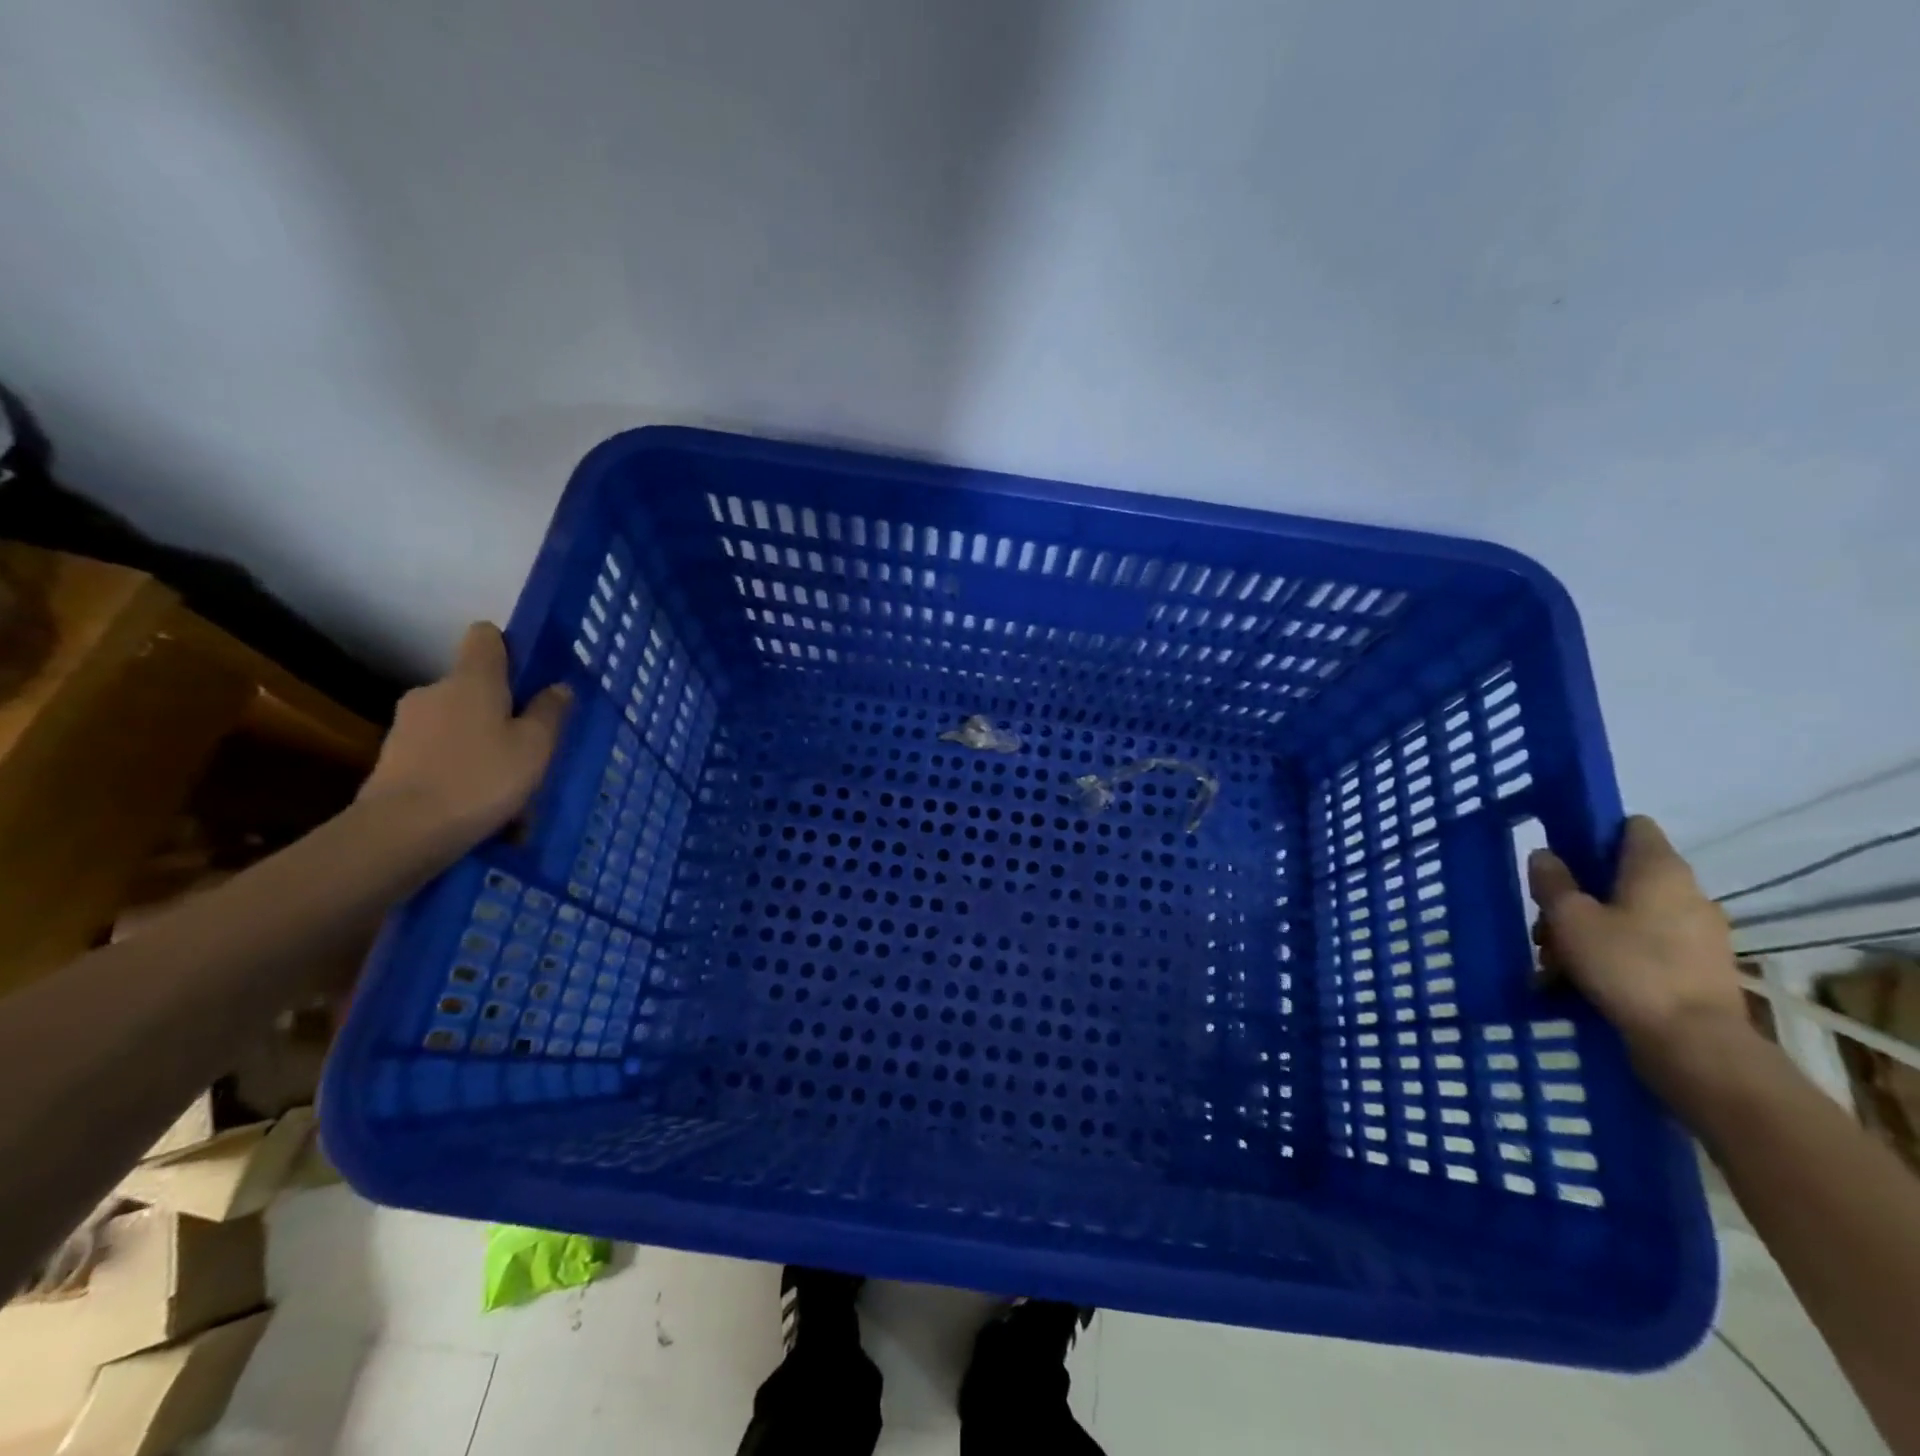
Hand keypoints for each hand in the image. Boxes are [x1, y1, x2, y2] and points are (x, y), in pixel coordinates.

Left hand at [357, 622, 571, 850]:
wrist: (401, 832)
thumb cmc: (481, 778)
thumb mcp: (535, 747)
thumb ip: (549, 713)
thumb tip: (558, 687)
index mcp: (473, 679)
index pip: (486, 636)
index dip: (510, 648)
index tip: (531, 676)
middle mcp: (435, 691)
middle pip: (475, 687)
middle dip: (501, 711)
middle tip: (530, 748)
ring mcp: (408, 725)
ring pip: (459, 726)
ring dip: (482, 747)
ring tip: (508, 790)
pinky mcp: (393, 759)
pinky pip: (441, 756)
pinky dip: (461, 772)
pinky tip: (480, 807)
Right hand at [1527, 816, 1749, 1072]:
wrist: (1695, 1044)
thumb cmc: (1627, 966)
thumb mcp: (1569, 918)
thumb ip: (1552, 882)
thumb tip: (1546, 856)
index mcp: (1659, 870)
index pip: (1631, 826)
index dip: (1594, 832)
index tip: (1560, 854)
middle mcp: (1687, 893)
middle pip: (1621, 877)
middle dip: (1579, 896)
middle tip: (1545, 924)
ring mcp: (1698, 934)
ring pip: (1628, 916)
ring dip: (1589, 931)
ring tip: (1554, 964)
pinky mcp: (1698, 969)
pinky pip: (1644, 948)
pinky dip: (1612, 957)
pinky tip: (1580, 983)